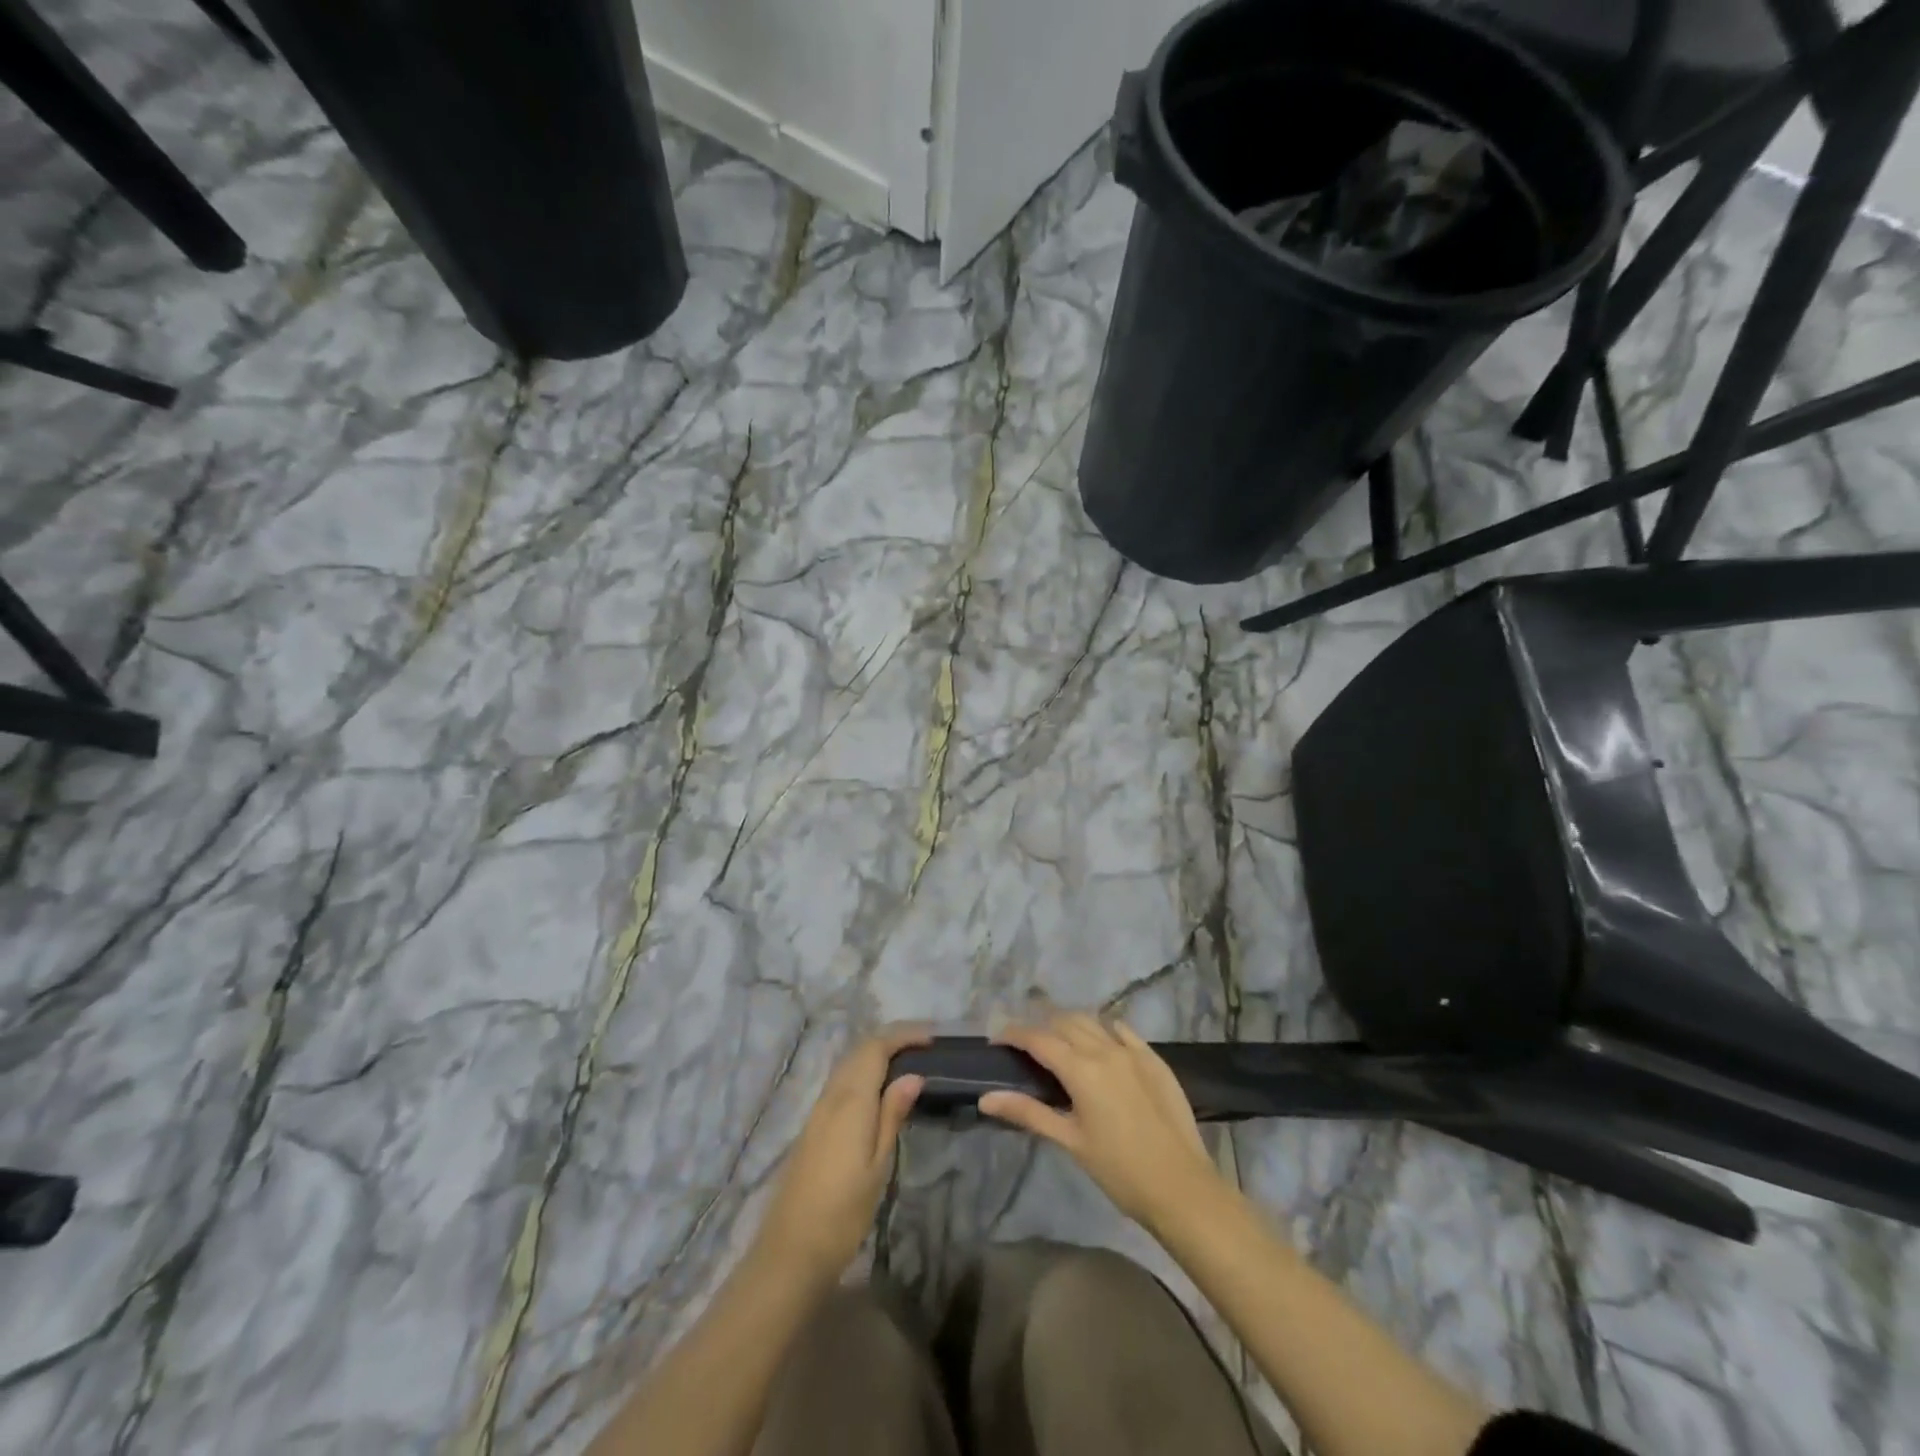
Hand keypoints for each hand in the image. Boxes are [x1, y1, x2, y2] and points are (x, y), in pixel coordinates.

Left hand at [754, 1025, 928, 1281]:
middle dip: (891, 1039)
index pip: (876, 1047)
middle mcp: (832, 1095)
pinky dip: (863, 1070)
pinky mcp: (813, 1124)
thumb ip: (893, 1114)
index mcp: (851, 1099)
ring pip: (848, 1064)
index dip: (904, 1035)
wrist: (792, 1249)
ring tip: (907, 1061)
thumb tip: (913, 1075)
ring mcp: (818, 1109)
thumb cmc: (844, 1211)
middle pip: (860, 1050)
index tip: (932, 1037)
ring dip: (876, 1053)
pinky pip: (841, 1080)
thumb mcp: (878, 1164)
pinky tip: (878, 1087)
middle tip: (924, 1045)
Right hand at [979, 1012, 1222, 1230]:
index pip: (1038, 1039)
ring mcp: (1133, 1051)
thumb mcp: (1070, 1141)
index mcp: (1081, 1069)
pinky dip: (1104, 1029)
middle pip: (1064, 1023)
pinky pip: (1123, 1031)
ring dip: (1070, 1025)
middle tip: (1025, 1046)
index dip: (1013, 1034)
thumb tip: (986, 1098)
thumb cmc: (1120, 1171)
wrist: (1182, 1188)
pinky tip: (1100, 1042)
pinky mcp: (1154, 1059)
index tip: (996, 1040)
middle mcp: (1105, 1049)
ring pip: (1093, 1022)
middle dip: (1040, 1028)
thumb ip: (1028, 1112)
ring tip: (1058, 1042)